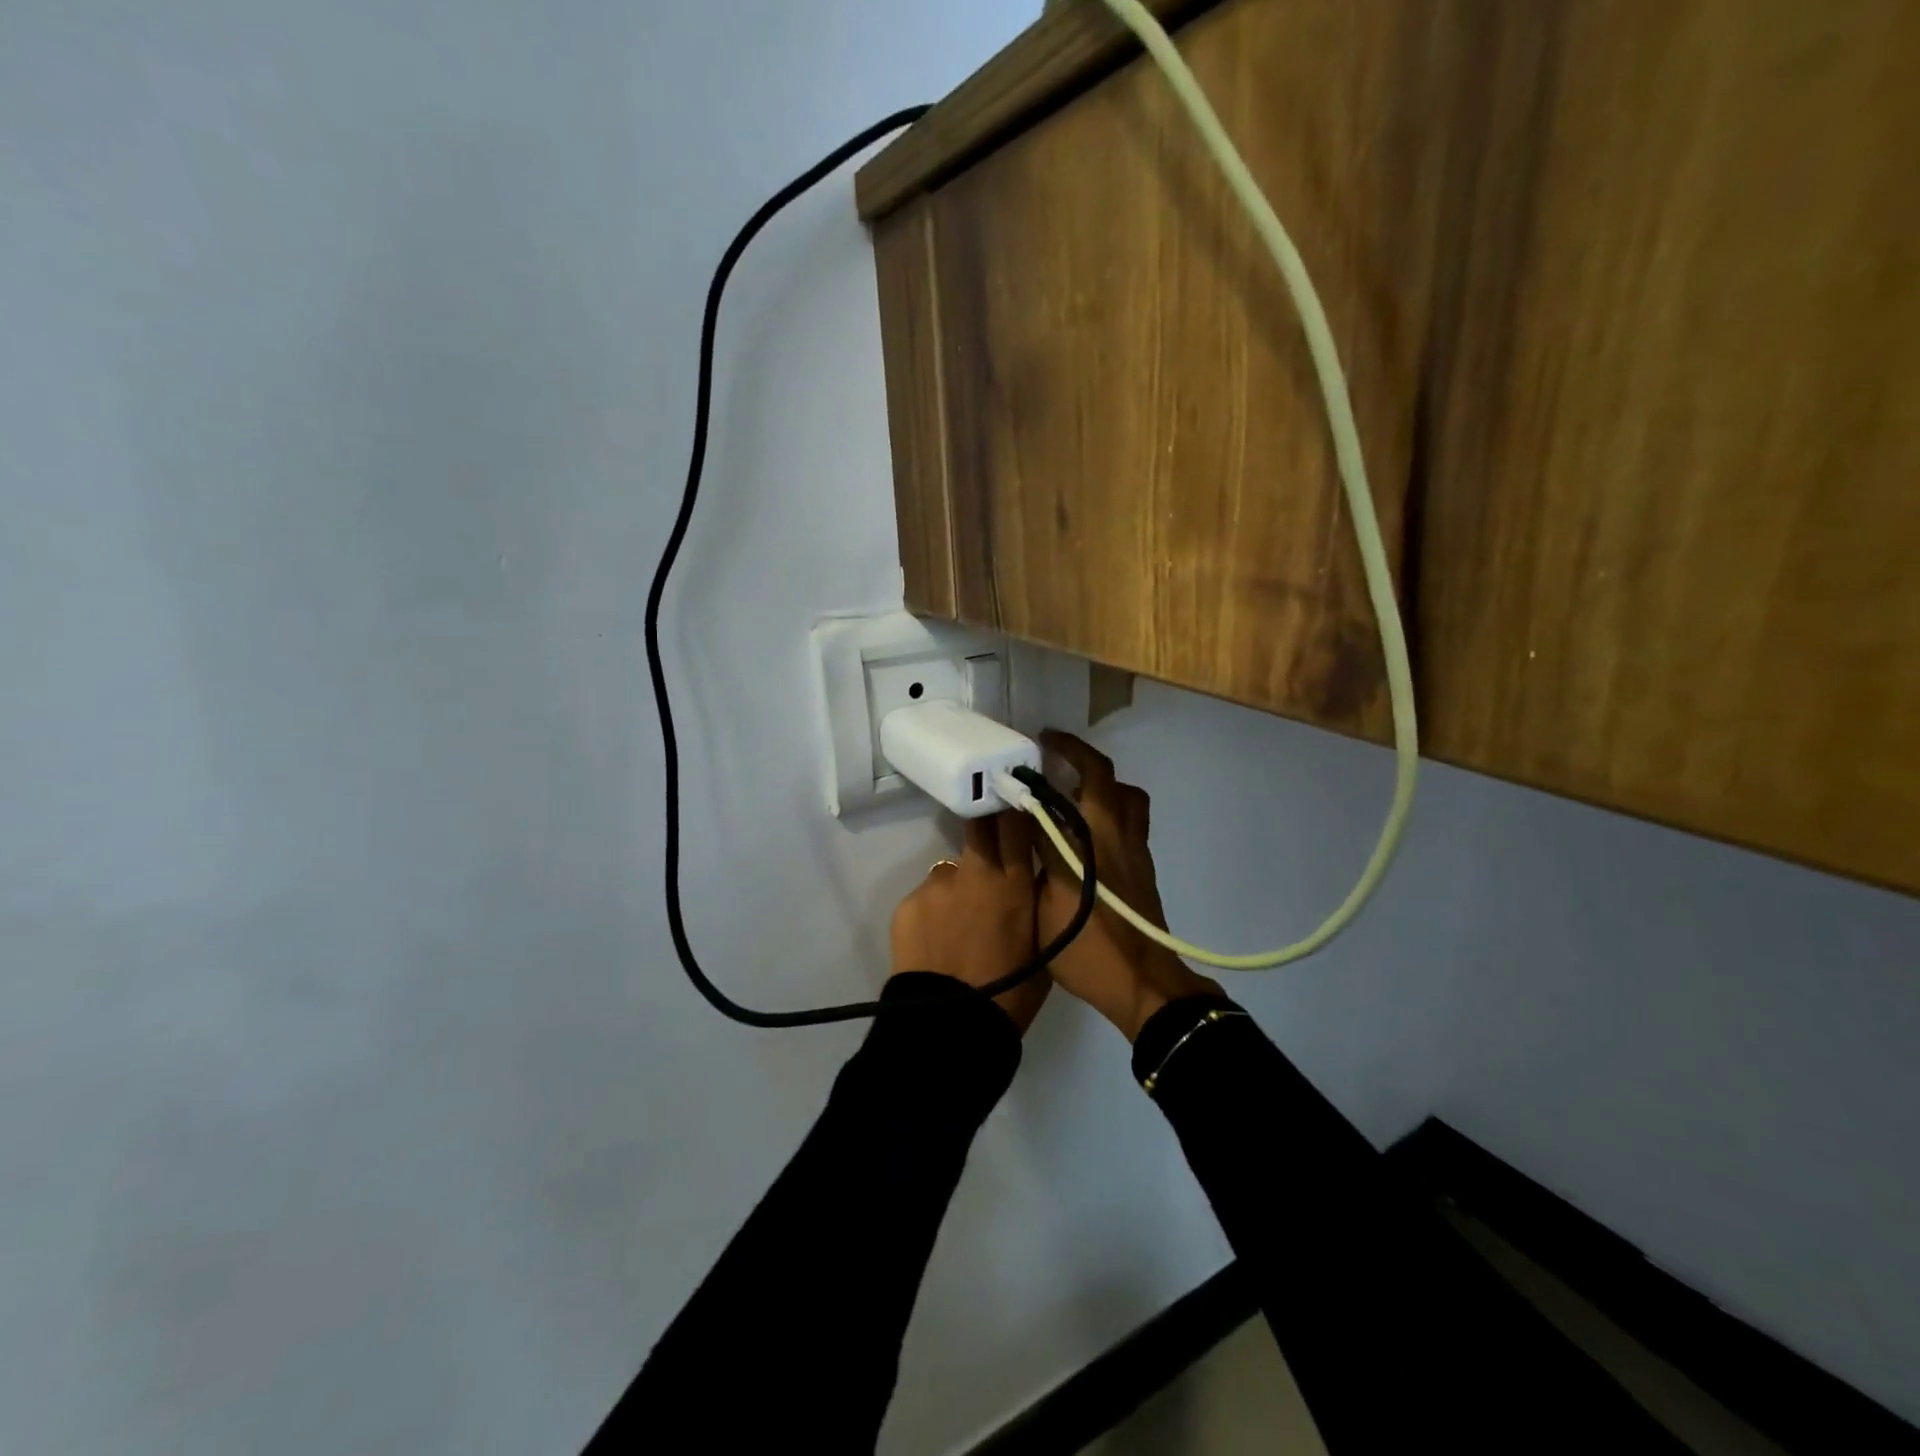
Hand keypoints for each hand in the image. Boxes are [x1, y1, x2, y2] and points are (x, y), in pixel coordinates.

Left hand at [890, 812, 1049, 1033]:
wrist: (950, 1026)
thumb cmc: (1010, 994)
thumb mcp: (1043, 945)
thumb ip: (1037, 903)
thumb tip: (1033, 879)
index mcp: (1013, 883)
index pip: (1015, 820)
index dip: (1014, 806)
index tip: (1016, 800)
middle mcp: (974, 871)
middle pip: (978, 826)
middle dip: (985, 828)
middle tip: (990, 849)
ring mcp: (937, 884)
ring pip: (950, 870)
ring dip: (958, 887)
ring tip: (958, 924)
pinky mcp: (908, 902)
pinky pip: (926, 897)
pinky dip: (933, 912)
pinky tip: (936, 942)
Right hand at [1036, 731, 1221, 1040]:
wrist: (1142, 983)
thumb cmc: (1086, 950)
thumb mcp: (1041, 909)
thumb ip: (1031, 864)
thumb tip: (1020, 831)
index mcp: (1082, 843)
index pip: (1057, 792)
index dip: (1035, 773)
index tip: (1022, 754)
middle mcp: (1112, 834)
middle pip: (1102, 775)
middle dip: (1077, 753)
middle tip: (1052, 749)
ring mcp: (1134, 847)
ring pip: (1125, 794)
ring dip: (1102, 780)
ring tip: (1075, 787)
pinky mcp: (1145, 863)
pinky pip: (1132, 816)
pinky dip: (1113, 806)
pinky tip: (1091, 827)